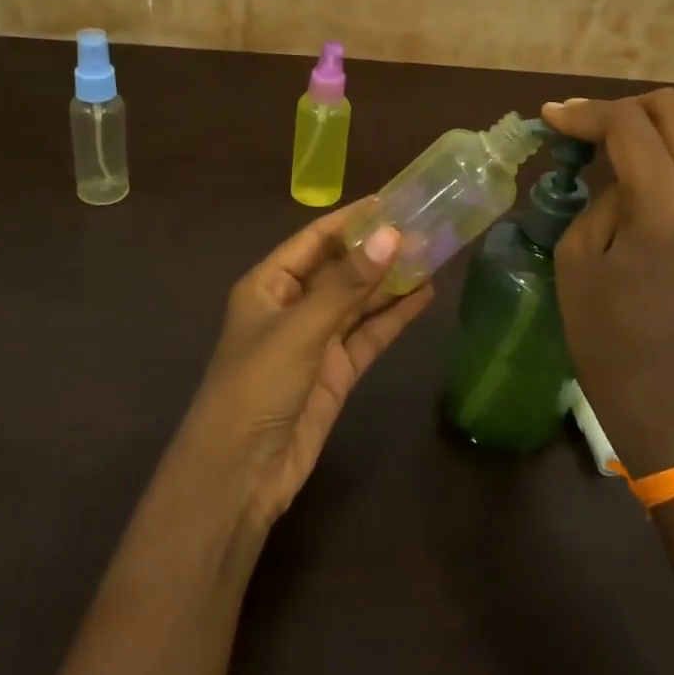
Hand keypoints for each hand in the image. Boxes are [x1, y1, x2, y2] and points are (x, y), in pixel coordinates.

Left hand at [182, 204, 434, 530]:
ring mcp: (316, 340)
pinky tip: (423, 296)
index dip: (351, 219)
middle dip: (377, 250)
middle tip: (425, 226)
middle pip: (340, 268)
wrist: (240, 473)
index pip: (314, 239)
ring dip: (391, 281)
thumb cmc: (257, 386)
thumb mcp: (300, 329)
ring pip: (359, 301)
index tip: (392, 201)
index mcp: (269, 285)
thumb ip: (347, 284)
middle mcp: (293, 306)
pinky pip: (368, 335)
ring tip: (433, 254)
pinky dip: (393, 317)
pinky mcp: (336, 372)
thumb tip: (391, 235)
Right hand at [542, 90, 673, 473]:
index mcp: (667, 207)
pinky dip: (665, 145)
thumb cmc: (607, 336)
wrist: (668, 395)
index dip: (585, 113)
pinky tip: (629, 168)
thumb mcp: (579, 257)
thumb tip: (610, 169)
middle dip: (622, 107)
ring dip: (648, 122)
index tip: (548, 119)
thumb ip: (599, 196)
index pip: (630, 125)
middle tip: (580, 129)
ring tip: (603, 144)